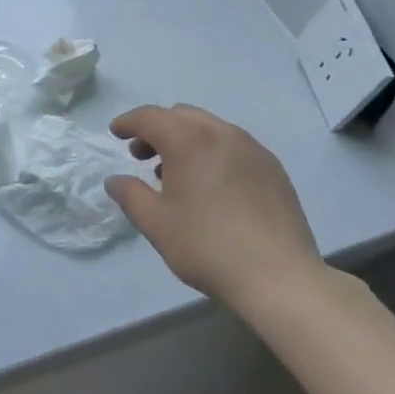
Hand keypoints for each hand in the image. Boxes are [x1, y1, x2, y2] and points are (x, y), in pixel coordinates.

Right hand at [105, 104, 321, 311]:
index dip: (128, 122)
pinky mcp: (273, 167)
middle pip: (181, 116)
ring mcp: (252, 148)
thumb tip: (115, 180)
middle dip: (157, 129)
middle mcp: (222, 132)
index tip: (116, 132)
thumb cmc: (207, 246)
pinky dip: (212, 152)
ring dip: (186, 140)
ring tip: (177, 174)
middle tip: (142, 156)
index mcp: (189, 140)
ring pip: (209, 128)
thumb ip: (130, 195)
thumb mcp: (156, 223)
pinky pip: (233, 146)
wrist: (279, 277)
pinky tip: (212, 186)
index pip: (150, 117)